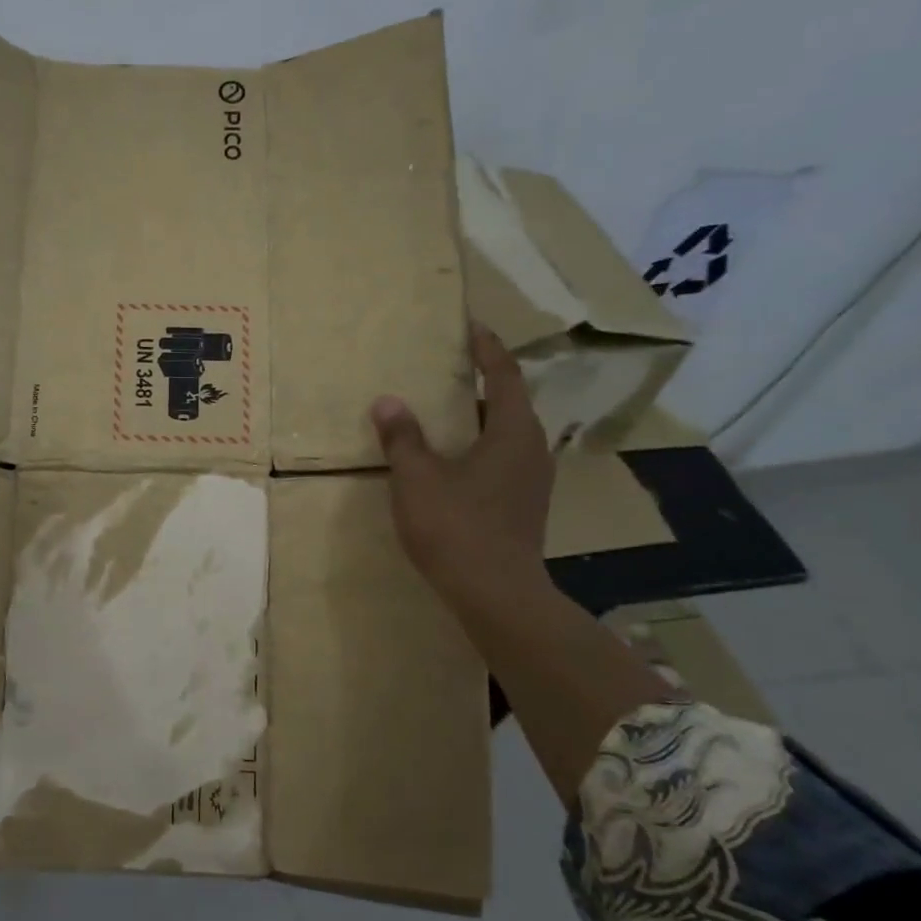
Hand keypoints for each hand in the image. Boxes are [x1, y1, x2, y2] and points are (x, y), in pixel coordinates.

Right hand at [370, 324, 551, 609]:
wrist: (496, 593)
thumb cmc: (456, 526)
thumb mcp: (417, 478)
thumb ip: (402, 437)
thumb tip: (388, 402)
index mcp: (512, 431)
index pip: (504, 375)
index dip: (488, 348)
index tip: (472, 327)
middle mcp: (532, 449)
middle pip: (508, 402)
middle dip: (481, 382)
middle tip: (448, 369)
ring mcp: (532, 480)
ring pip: (506, 434)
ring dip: (478, 418)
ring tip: (444, 411)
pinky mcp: (524, 506)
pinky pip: (502, 459)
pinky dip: (479, 446)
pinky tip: (452, 460)